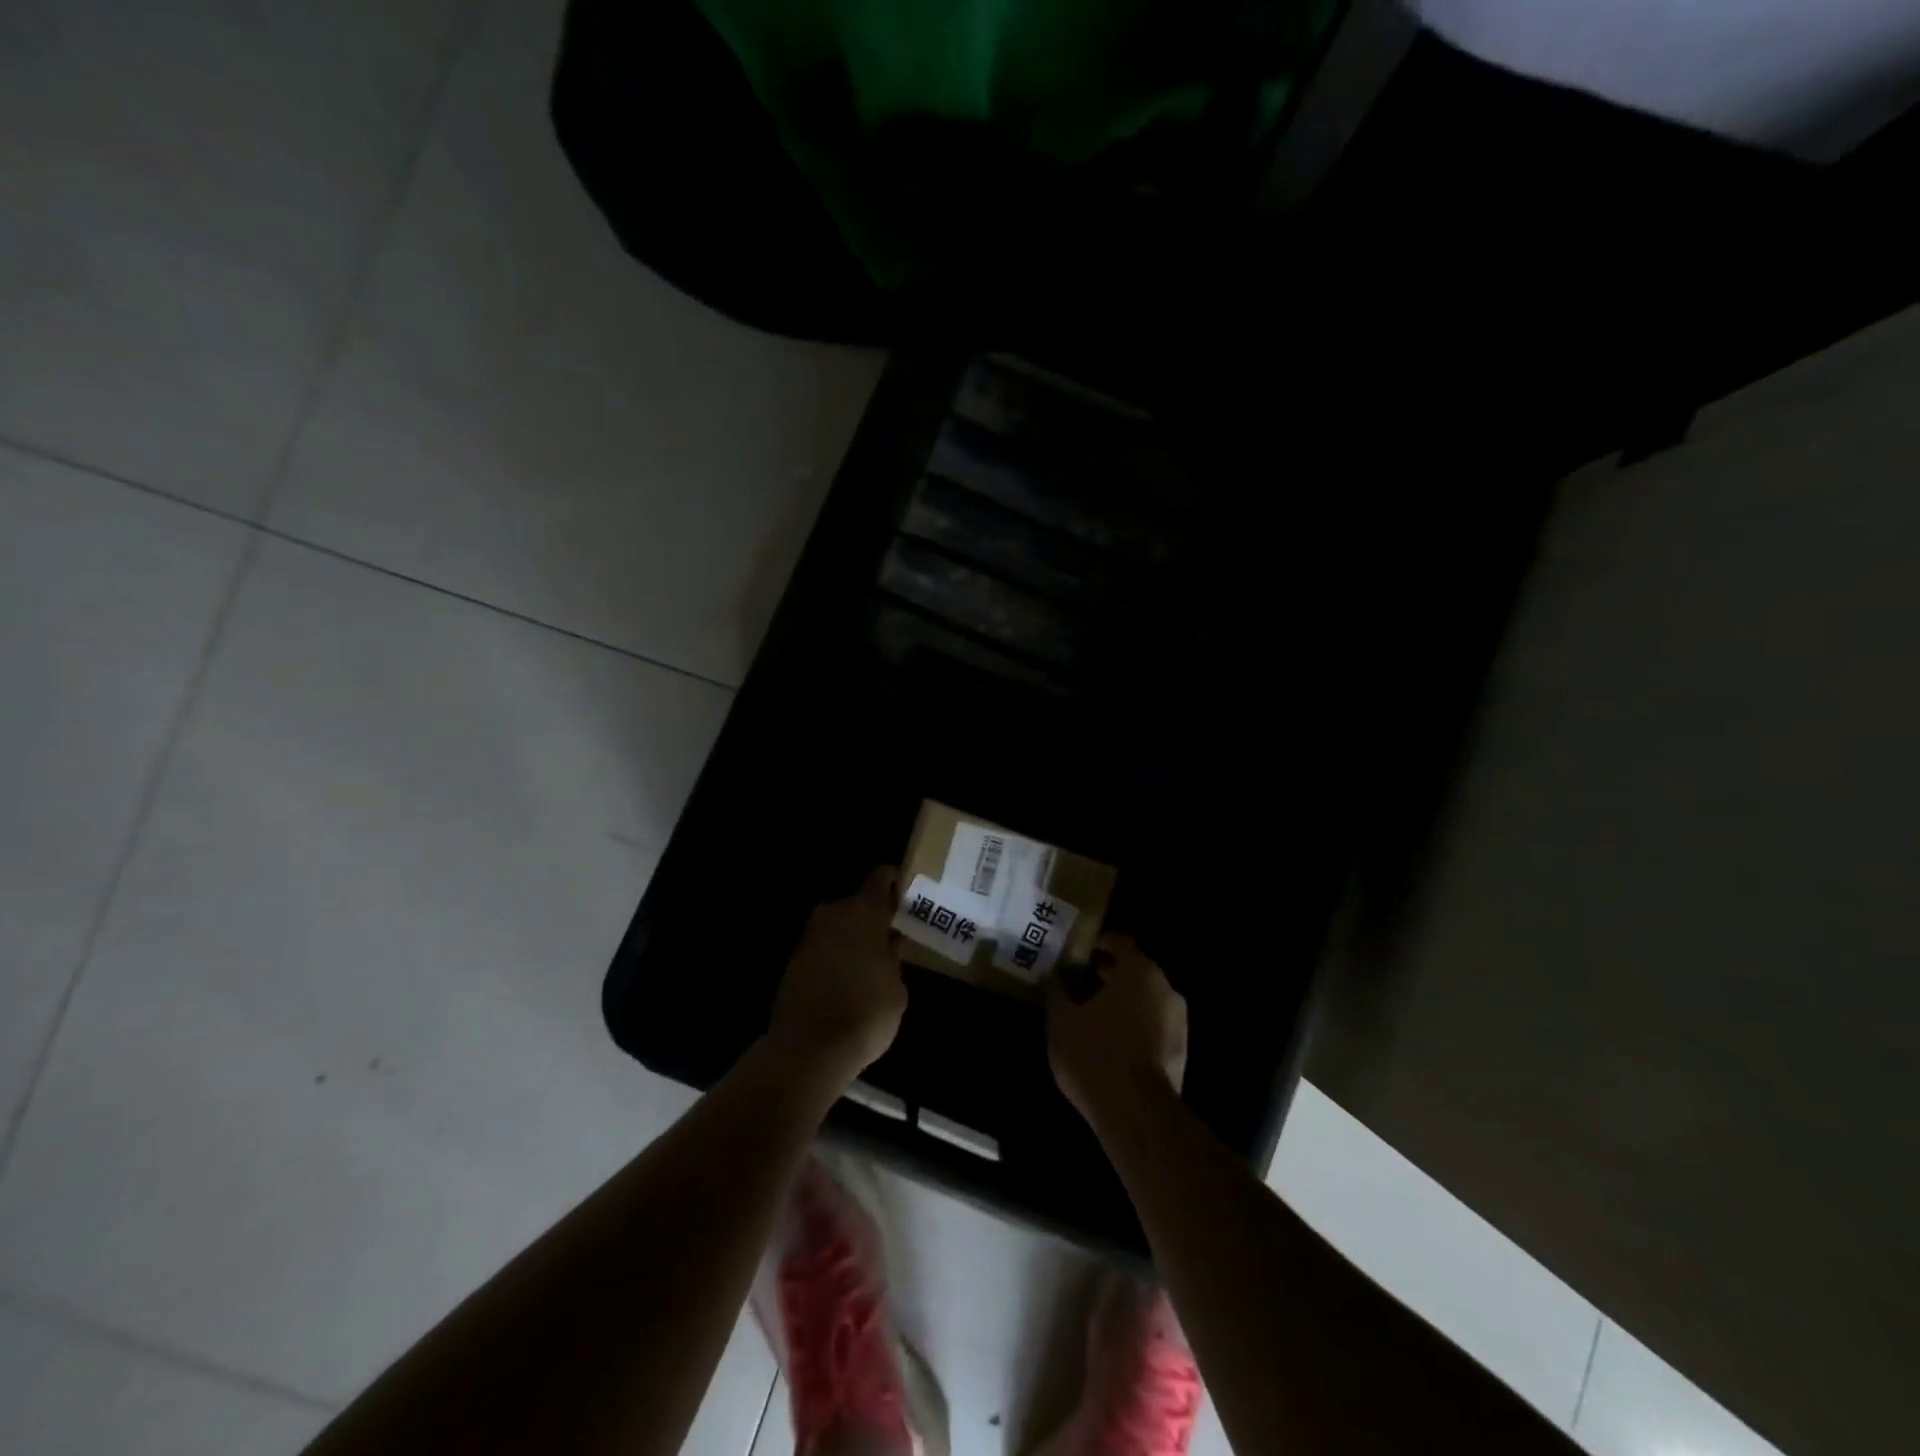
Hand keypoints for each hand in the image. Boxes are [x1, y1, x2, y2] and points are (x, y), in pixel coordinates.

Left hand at [768, 867, 907, 1084]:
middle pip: (857, 904)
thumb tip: (889, 946)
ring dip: (852, 938)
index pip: (881, 878)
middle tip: (892, 939)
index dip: (894, 884)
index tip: (907, 898)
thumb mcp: (896, 989)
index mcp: (865, 912)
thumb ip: (894, 959)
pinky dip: (835, 957)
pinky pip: (823, 948)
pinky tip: (848, 981)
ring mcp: (810, 937)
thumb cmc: (866, 1013)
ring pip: (838, 926)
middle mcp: (834, 914)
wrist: (809, 1049)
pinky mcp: (794, 961)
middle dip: (873, 918)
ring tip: (871, 964)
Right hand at [1048, 932, 1187, 1123]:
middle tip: (1080, 981)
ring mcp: (1178, 1021)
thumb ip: (1059, 991)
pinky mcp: (1181, 1051)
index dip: (1098, 944)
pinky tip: (1111, 1041)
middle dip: (1109, 974)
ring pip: (1146, 999)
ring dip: (1123, 1001)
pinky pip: (1154, 1025)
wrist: (1136, 1113)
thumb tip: (1057, 975)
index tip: (1079, 952)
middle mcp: (1165, 988)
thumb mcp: (1062, 1020)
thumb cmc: (1095, 1053)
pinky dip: (1134, 1024)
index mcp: (1139, 971)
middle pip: (1135, 970)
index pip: (1120, 942)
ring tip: (1093, 1014)